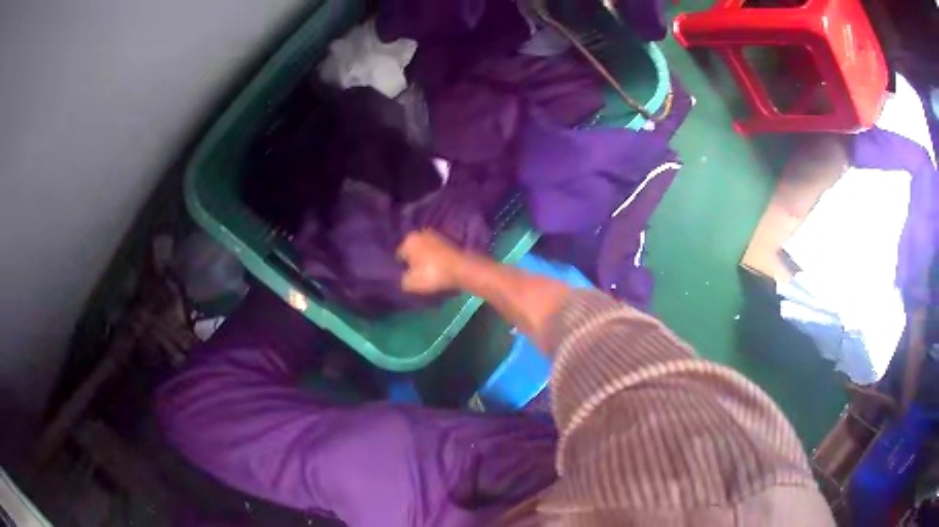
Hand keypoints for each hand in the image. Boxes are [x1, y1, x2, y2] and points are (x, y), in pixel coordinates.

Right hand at [397, 229, 466, 293]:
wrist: (462, 269)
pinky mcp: (450, 240)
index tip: (409, 277)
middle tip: (419, 274)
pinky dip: (437, 257)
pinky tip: (441, 267)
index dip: (403, 268)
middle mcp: (421, 232)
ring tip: (431, 272)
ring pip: (426, 250)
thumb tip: (404, 277)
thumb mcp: (411, 283)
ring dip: (427, 259)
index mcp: (409, 239)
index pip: (400, 256)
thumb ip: (402, 280)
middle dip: (415, 261)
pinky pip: (438, 251)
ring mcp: (437, 235)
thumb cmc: (433, 274)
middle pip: (413, 251)